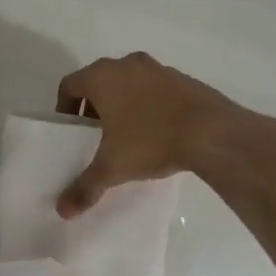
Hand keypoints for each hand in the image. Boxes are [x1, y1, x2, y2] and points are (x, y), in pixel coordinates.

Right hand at [55, 52, 251, 216]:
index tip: (70, 129)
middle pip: (98, 80)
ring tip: (127, 133)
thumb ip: (85, 187)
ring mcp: (157, 68)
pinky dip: (147, 102)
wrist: (212, 132)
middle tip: (95, 133)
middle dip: (93, 106)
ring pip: (128, 81)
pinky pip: (154, 87)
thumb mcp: (113, 168)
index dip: (65, 107)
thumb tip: (63, 211)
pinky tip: (157, 130)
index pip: (69, 85)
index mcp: (102, 77)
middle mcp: (126, 64)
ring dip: (122, 102)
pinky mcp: (182, 78)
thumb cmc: (151, 141)